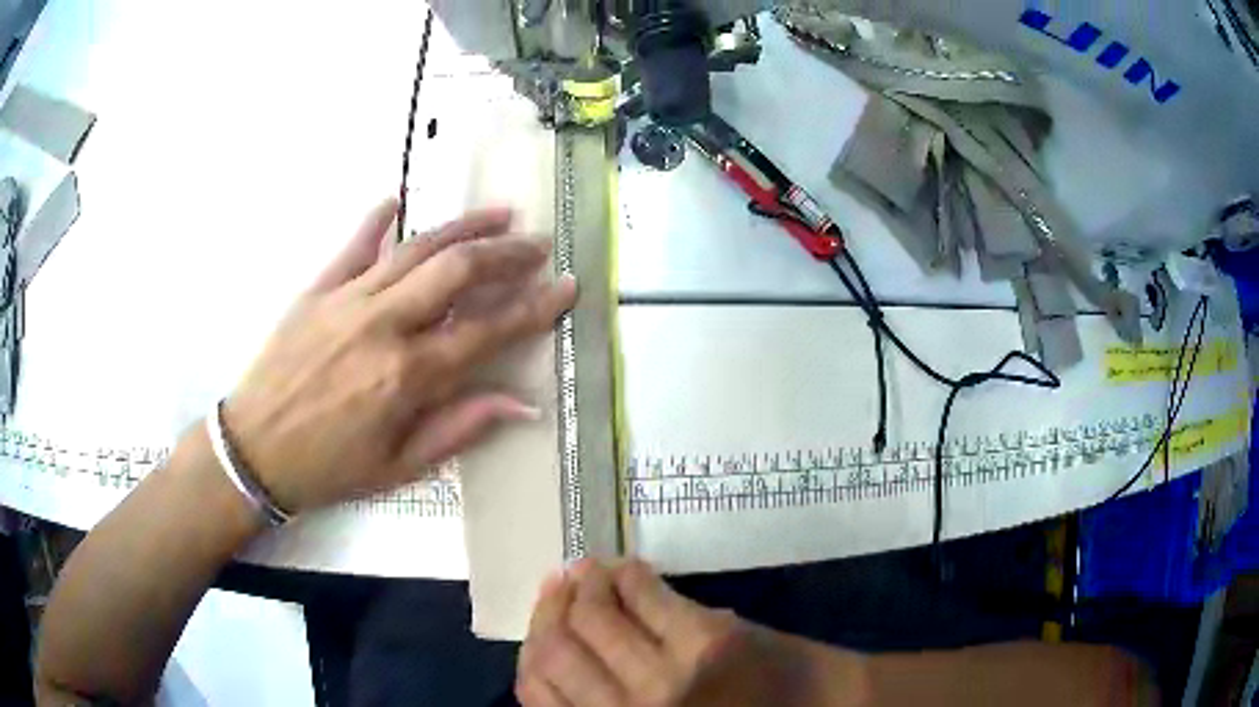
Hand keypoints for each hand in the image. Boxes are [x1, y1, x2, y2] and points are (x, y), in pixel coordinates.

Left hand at [222, 198, 575, 512]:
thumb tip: (521, 403)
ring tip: (500, 215)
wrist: (255, 450)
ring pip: (417, 248)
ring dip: (463, 227)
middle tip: (537, 244)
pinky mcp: (318, 288)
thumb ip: (459, 428)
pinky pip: (354, 244)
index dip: (534, 307)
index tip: (566, 287)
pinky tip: (398, 199)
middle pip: (457, 272)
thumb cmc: (329, 468)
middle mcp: (384, 325)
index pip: (487, 331)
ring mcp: (348, 299)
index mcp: (408, 376)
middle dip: (506, 254)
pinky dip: (378, 219)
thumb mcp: (399, 467)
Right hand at [516, 560, 865, 706]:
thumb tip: (552, 649)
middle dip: (550, 609)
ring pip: (593, 617)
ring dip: (584, 584)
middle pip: (556, 649)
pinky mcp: (707, 640)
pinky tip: (627, 568)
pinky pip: (647, 595)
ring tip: (587, 570)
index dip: (529, 647)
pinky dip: (629, 574)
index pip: (536, 689)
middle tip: (558, 584)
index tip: (541, 620)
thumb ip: (603, 705)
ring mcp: (668, 677)